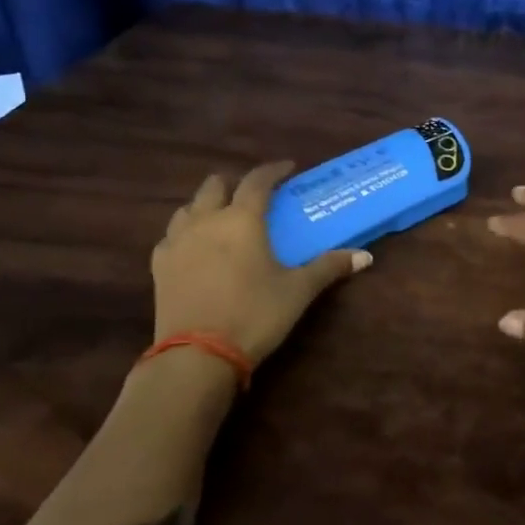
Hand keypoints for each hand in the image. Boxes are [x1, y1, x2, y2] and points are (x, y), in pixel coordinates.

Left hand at [151, 163, 369, 366]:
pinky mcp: (158, 266)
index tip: (288, 168)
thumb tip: (366, 257)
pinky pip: (171, 236)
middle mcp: (207, 220)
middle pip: (215, 185)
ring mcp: (177, 242)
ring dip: (206, 205)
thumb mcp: (298, 291)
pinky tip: (194, 249)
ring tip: (222, 219)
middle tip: (253, 196)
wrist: (197, 355)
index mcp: (243, 219)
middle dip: (235, 183)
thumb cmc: (254, 314)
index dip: (274, 170)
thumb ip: (329, 267)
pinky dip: (185, 234)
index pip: (258, 180)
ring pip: (188, 207)